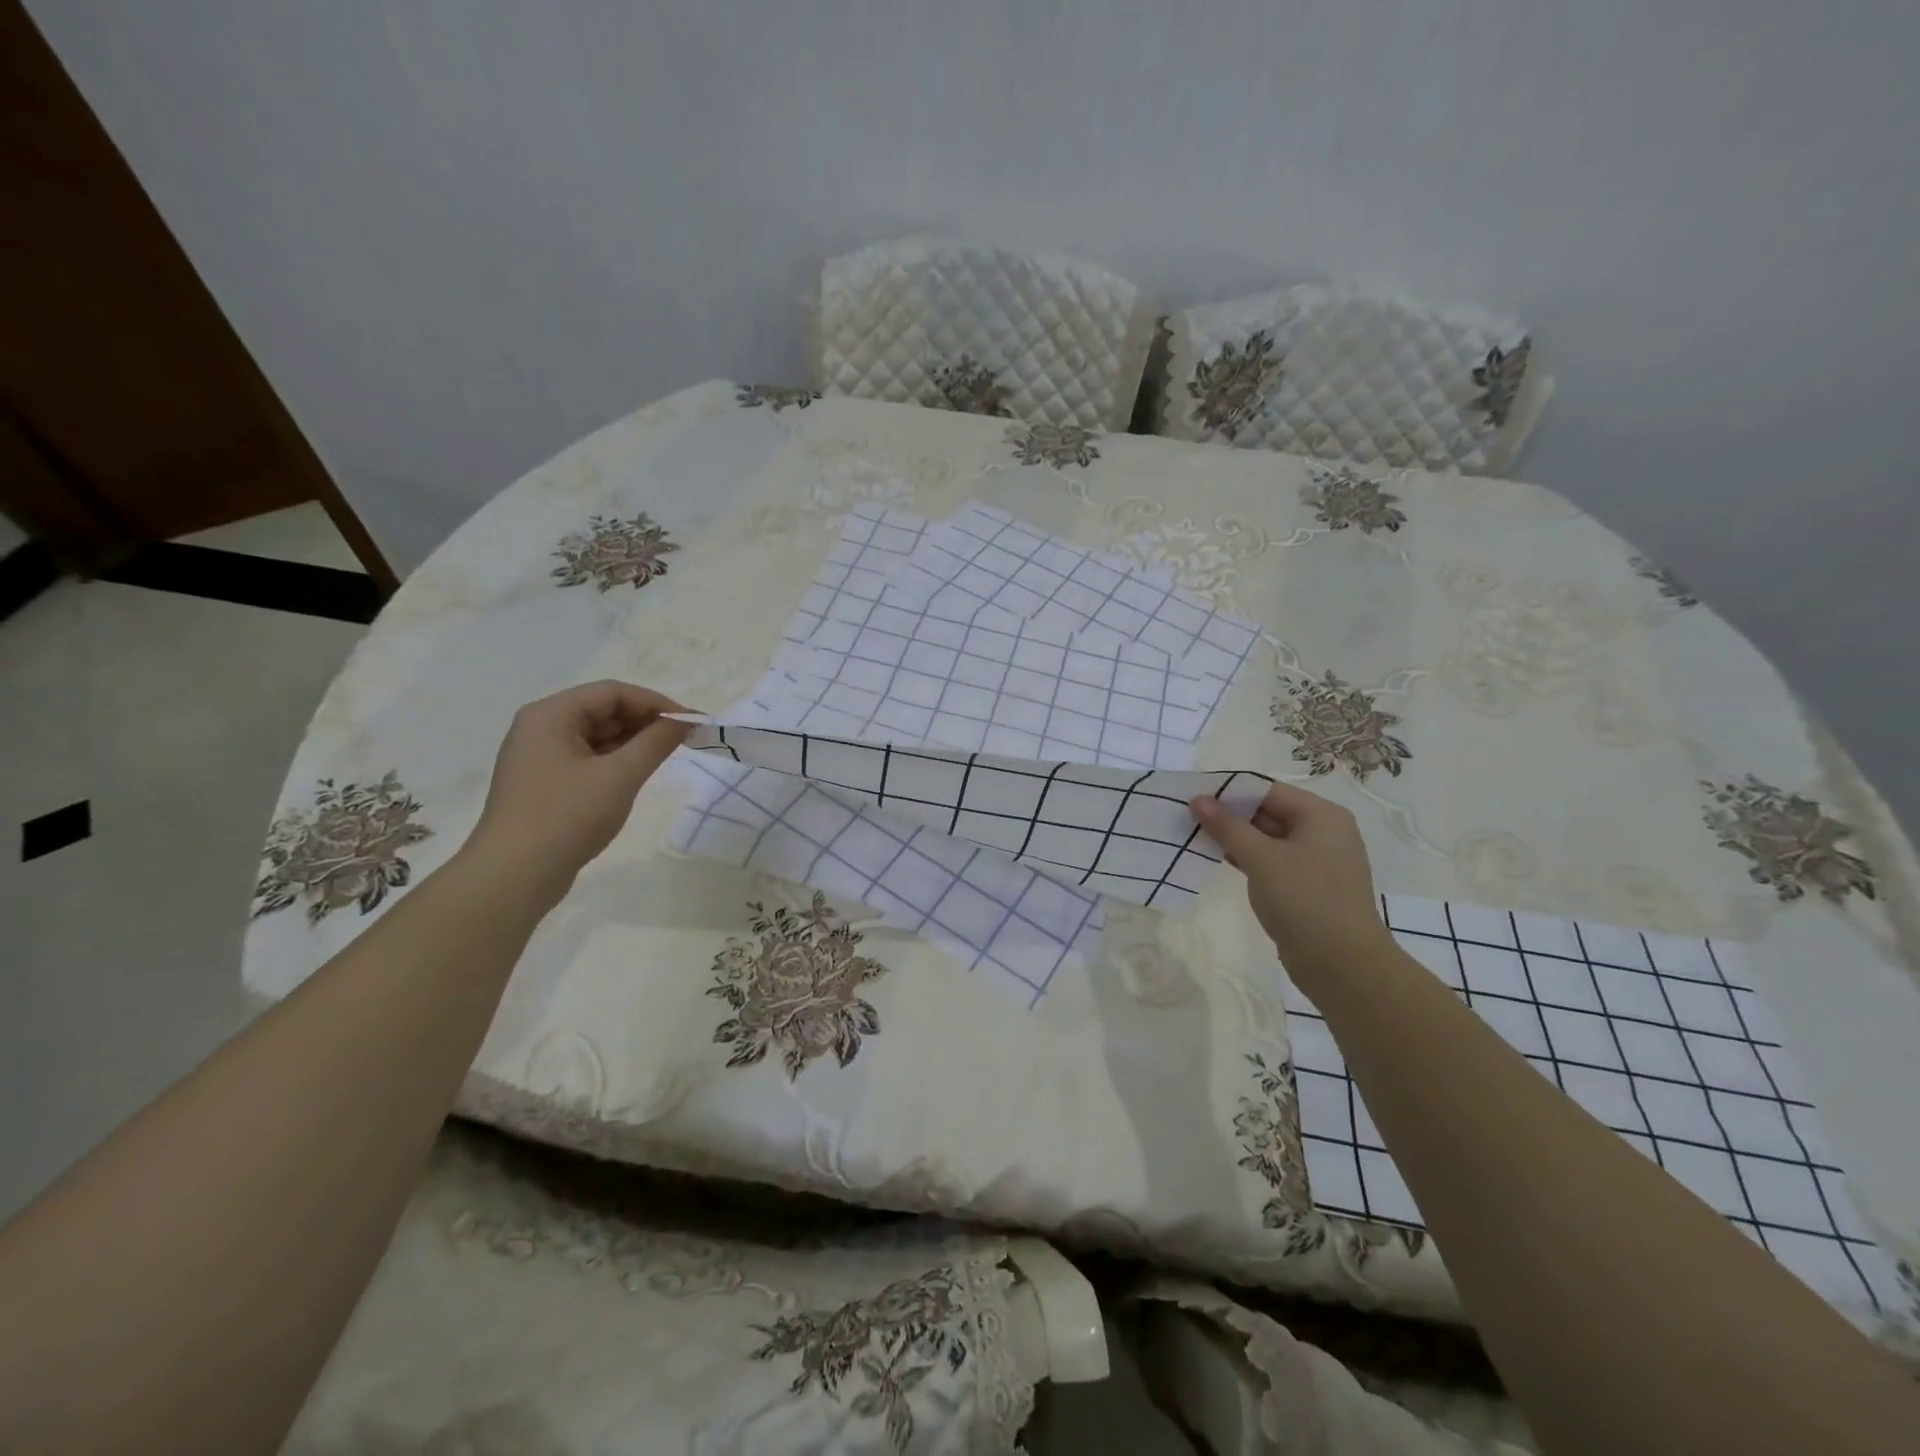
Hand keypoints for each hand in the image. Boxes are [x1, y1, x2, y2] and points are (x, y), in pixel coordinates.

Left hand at [465, 681, 690, 894]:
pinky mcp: (545, 783)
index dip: (656, 703)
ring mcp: (540, 757)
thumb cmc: (568, 816)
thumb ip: (656, 742)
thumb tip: (684, 721)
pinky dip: (616, 760)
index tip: (691, 722)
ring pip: (596, 736)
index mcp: (551, 715)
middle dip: (645, 721)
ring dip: (633, 741)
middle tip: (685, 739)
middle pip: (602, 710)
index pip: (612, 692)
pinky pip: (587, 758)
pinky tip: (639, 773)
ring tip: (667, 755)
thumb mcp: (620, 776)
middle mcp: (540, 728)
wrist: (514, 875)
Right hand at [1190, 781, 1390, 976]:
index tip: (1193, 798)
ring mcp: (1318, 861)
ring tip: (1196, 838)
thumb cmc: (1304, 899)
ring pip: (1269, 838)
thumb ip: (1227, 826)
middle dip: (1230, 816)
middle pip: (1269, 812)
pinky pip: (1274, 861)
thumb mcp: (1261, 858)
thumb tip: (1198, 799)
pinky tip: (1220, 861)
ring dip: (1236, 838)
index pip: (1268, 790)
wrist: (1343, 965)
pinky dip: (1248, 859)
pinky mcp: (1309, 886)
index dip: (1229, 792)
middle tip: (1188, 818)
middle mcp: (1324, 832)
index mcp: (1321, 815)